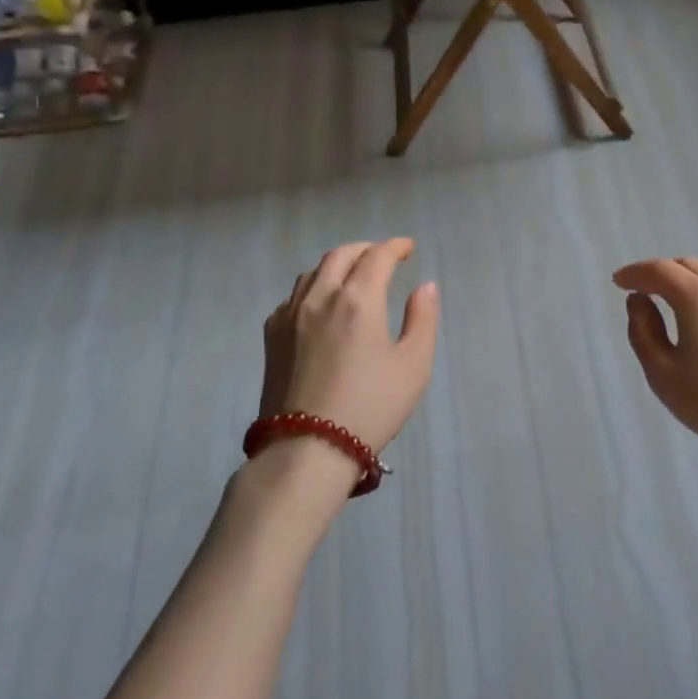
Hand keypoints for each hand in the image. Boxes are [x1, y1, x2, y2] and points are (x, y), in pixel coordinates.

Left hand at [260, 239, 440, 455]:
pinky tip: (321, 305)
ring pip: (313, 272)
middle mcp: (320, 297)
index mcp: (357, 299)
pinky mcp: (272, 337)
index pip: (377, 256)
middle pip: (341, 255)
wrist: (306, 451)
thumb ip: (422, 319)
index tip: (408, 248)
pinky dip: (313, 287)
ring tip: (352, 275)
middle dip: (365, 249)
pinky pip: (293, 296)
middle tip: (383, 257)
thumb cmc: (369, 408)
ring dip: (337, 264)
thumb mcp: (413, 366)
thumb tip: (425, 287)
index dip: (395, 246)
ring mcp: (290, 316)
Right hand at [613, 258, 697, 502]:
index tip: (618, 282)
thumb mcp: (664, 375)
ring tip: (672, 301)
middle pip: (686, 265)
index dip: (634, 273)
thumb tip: (639, 301)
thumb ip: (643, 332)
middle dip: (660, 272)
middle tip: (643, 291)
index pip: (658, 271)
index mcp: (696, 296)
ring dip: (686, 280)